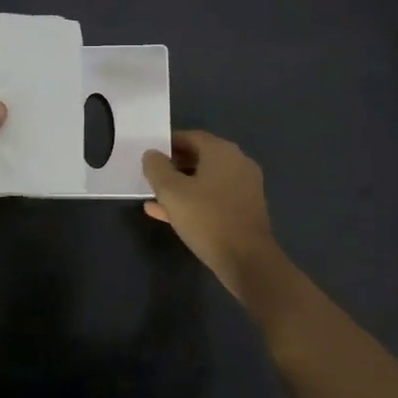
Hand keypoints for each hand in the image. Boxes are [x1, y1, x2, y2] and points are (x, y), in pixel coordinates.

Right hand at [141, 130, 279, 300]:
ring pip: (206, 180)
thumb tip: (152, 154)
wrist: (247, 260)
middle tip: (151, 176)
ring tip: (155, 196)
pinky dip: (194, 201)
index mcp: (222, 151)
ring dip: (181, 186)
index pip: (191, 137)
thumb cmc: (207, 218)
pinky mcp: (245, 210)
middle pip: (200, 157)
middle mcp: (237, 163)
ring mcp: (244, 188)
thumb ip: (157, 168)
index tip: (150, 155)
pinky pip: (214, 198)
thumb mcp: (171, 191)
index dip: (168, 143)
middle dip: (174, 166)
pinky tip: (167, 214)